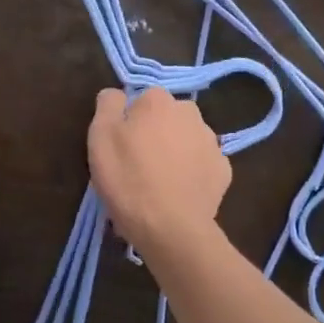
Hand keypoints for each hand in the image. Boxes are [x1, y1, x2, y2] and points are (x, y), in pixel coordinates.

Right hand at [87, 87, 230, 261]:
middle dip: (156, 133)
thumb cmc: (128, 178)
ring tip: (160, 183)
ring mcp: (211, 142)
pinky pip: (203, 164)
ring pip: (187, 139)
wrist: (170, 227)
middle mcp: (189, 112)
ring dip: (176, 152)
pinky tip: (180, 192)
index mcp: (158, 100)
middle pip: (167, 118)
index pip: (141, 100)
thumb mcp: (100, 136)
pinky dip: (193, 173)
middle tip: (139, 165)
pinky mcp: (223, 170)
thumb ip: (108, 104)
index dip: (130, 122)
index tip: (122, 147)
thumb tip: (117, 95)